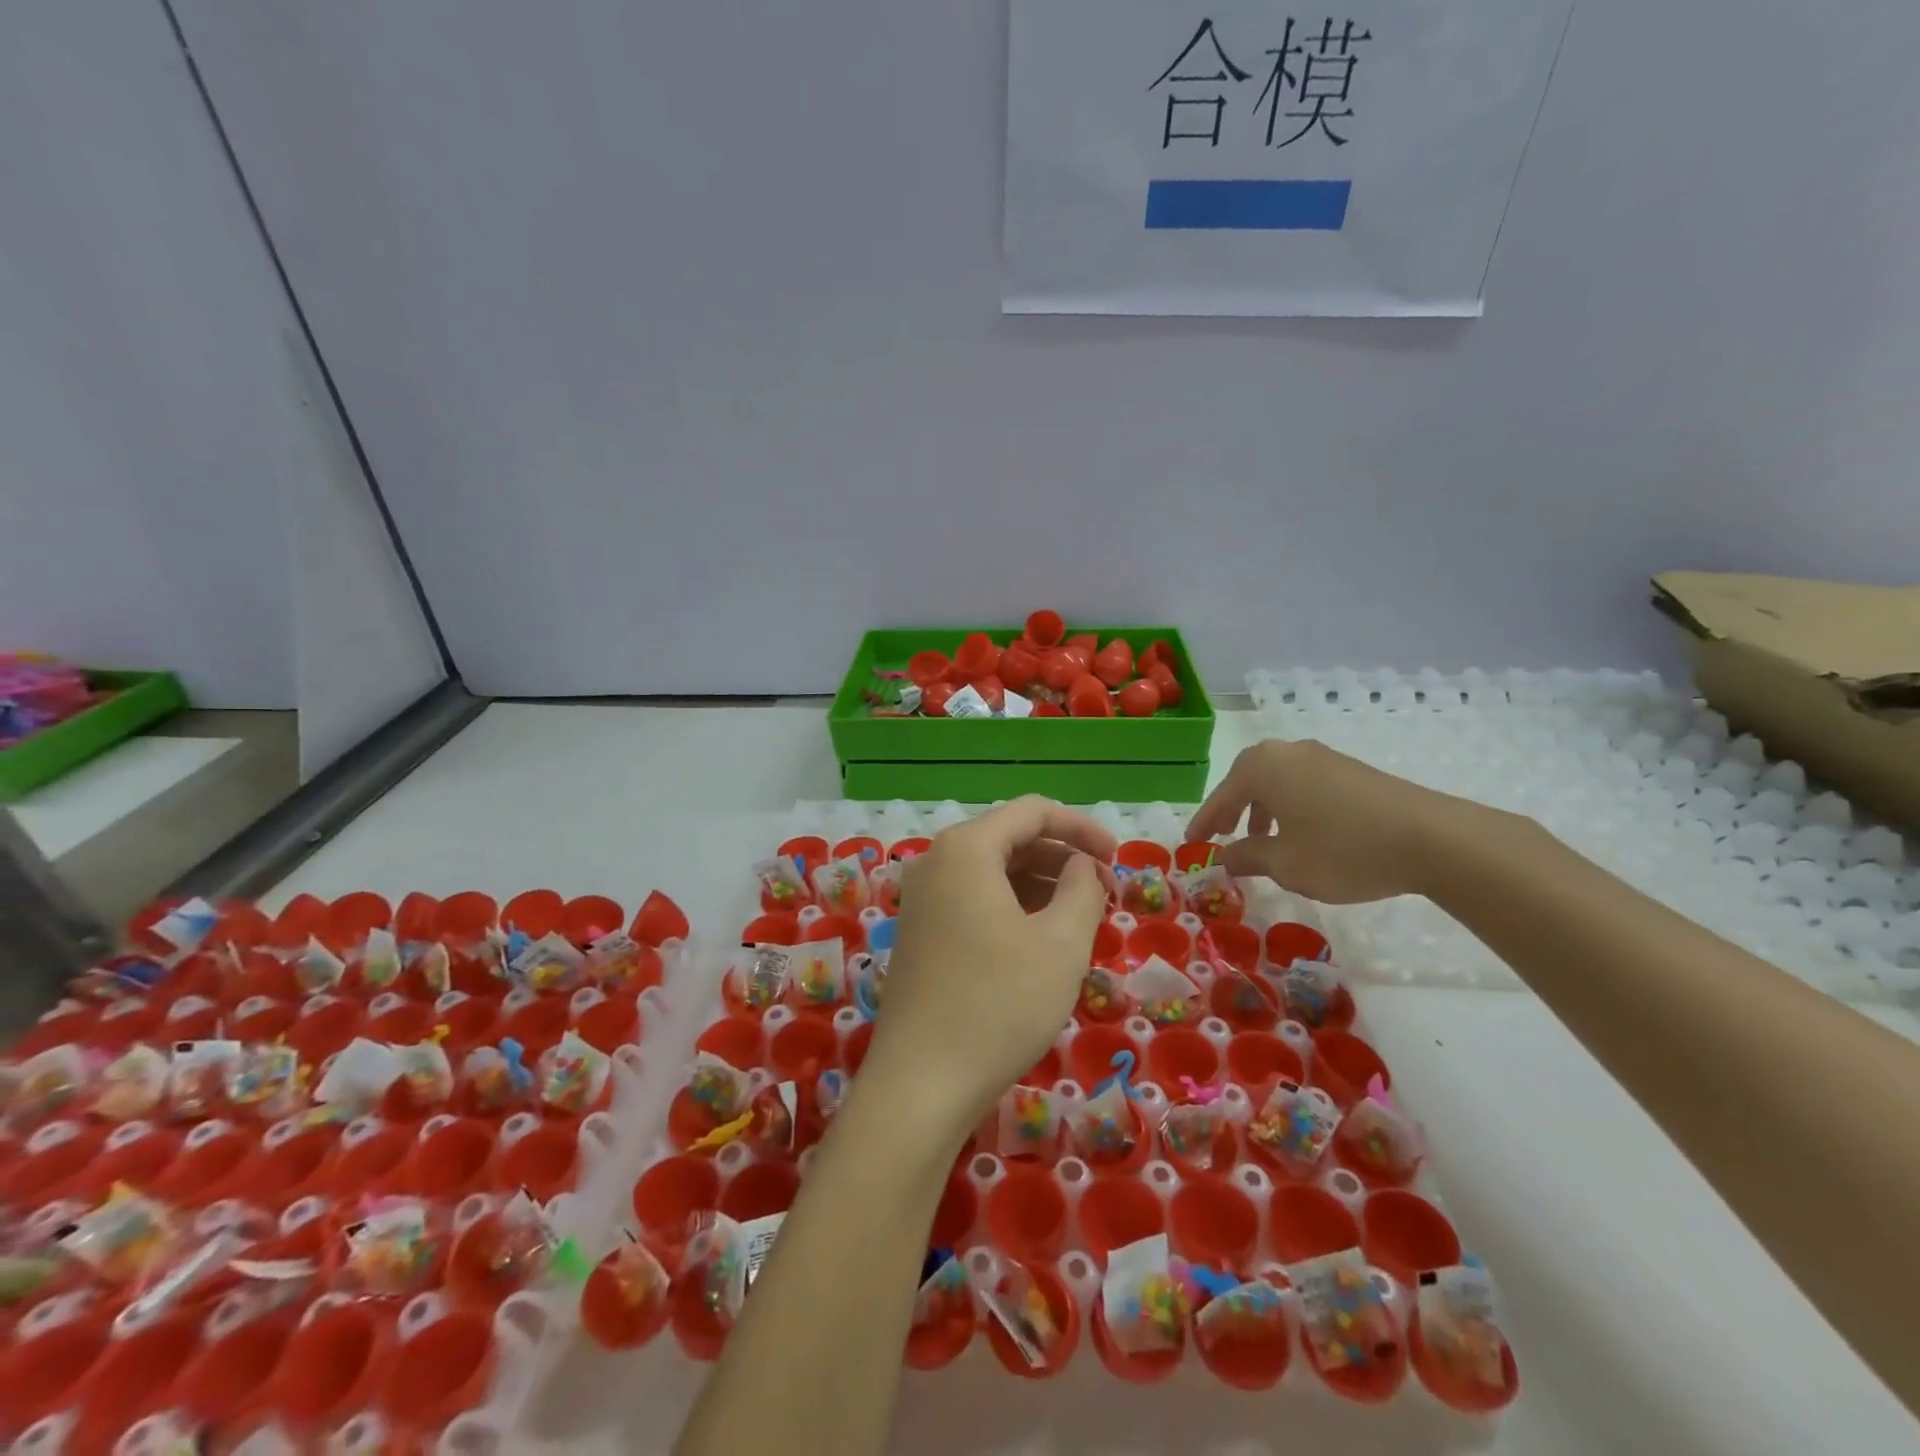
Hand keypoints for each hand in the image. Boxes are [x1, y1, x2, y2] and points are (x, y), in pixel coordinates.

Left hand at [862, 798, 1116, 1137]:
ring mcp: (923, 898)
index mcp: (966, 849)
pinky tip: (1042, 940)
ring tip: (1082, 920)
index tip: (1118, 859)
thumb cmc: (999, 1004)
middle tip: (1106, 895)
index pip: (1032, 811)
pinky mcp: (922, 932)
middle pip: (1011, 839)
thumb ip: (1083, 889)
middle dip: (1063, 859)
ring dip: (1042, 886)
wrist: (921, 1083)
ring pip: (994, 872)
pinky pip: (975, 899)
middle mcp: (937, 861)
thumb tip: (1083, 867)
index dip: (1082, 828)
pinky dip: (1014, 908)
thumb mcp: (1061, 943)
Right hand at [1187, 739, 1464, 903]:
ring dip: (1264, 809)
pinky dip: (1292, 806)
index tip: (1191, 844)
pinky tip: (1304, 834)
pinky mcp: (1353, 771)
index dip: (1204, 823)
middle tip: (1224, 836)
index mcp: (1263, 767)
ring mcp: (1324, 758)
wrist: (1432, 839)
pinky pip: (1305, 785)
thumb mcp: (1286, 863)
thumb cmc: (1343, 850)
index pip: (1221, 796)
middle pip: (1248, 780)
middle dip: (1234, 809)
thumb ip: (1248, 857)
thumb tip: (1225, 856)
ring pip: (1278, 781)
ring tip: (1265, 840)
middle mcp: (1289, 752)